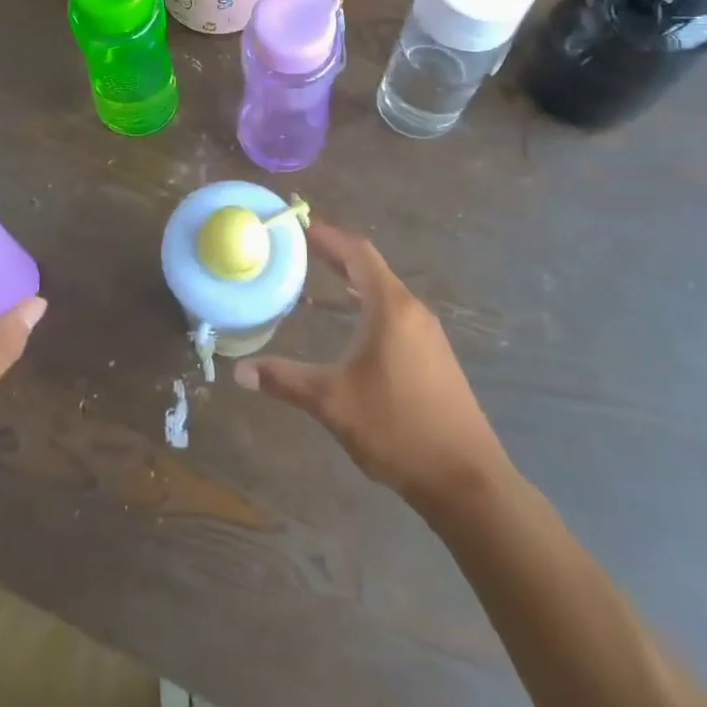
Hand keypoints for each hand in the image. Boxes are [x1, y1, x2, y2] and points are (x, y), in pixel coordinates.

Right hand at [233, 222, 507, 514]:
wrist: (466, 479)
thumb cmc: (396, 428)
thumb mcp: (332, 402)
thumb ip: (285, 380)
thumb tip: (240, 371)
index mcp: (390, 307)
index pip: (357, 253)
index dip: (328, 236)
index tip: (300, 227)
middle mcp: (413, 310)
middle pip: (371, 268)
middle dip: (336, 257)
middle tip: (301, 251)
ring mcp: (428, 333)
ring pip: (385, 292)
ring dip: (353, 283)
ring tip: (319, 284)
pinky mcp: (435, 356)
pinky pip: (396, 314)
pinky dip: (368, 306)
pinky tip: (352, 327)